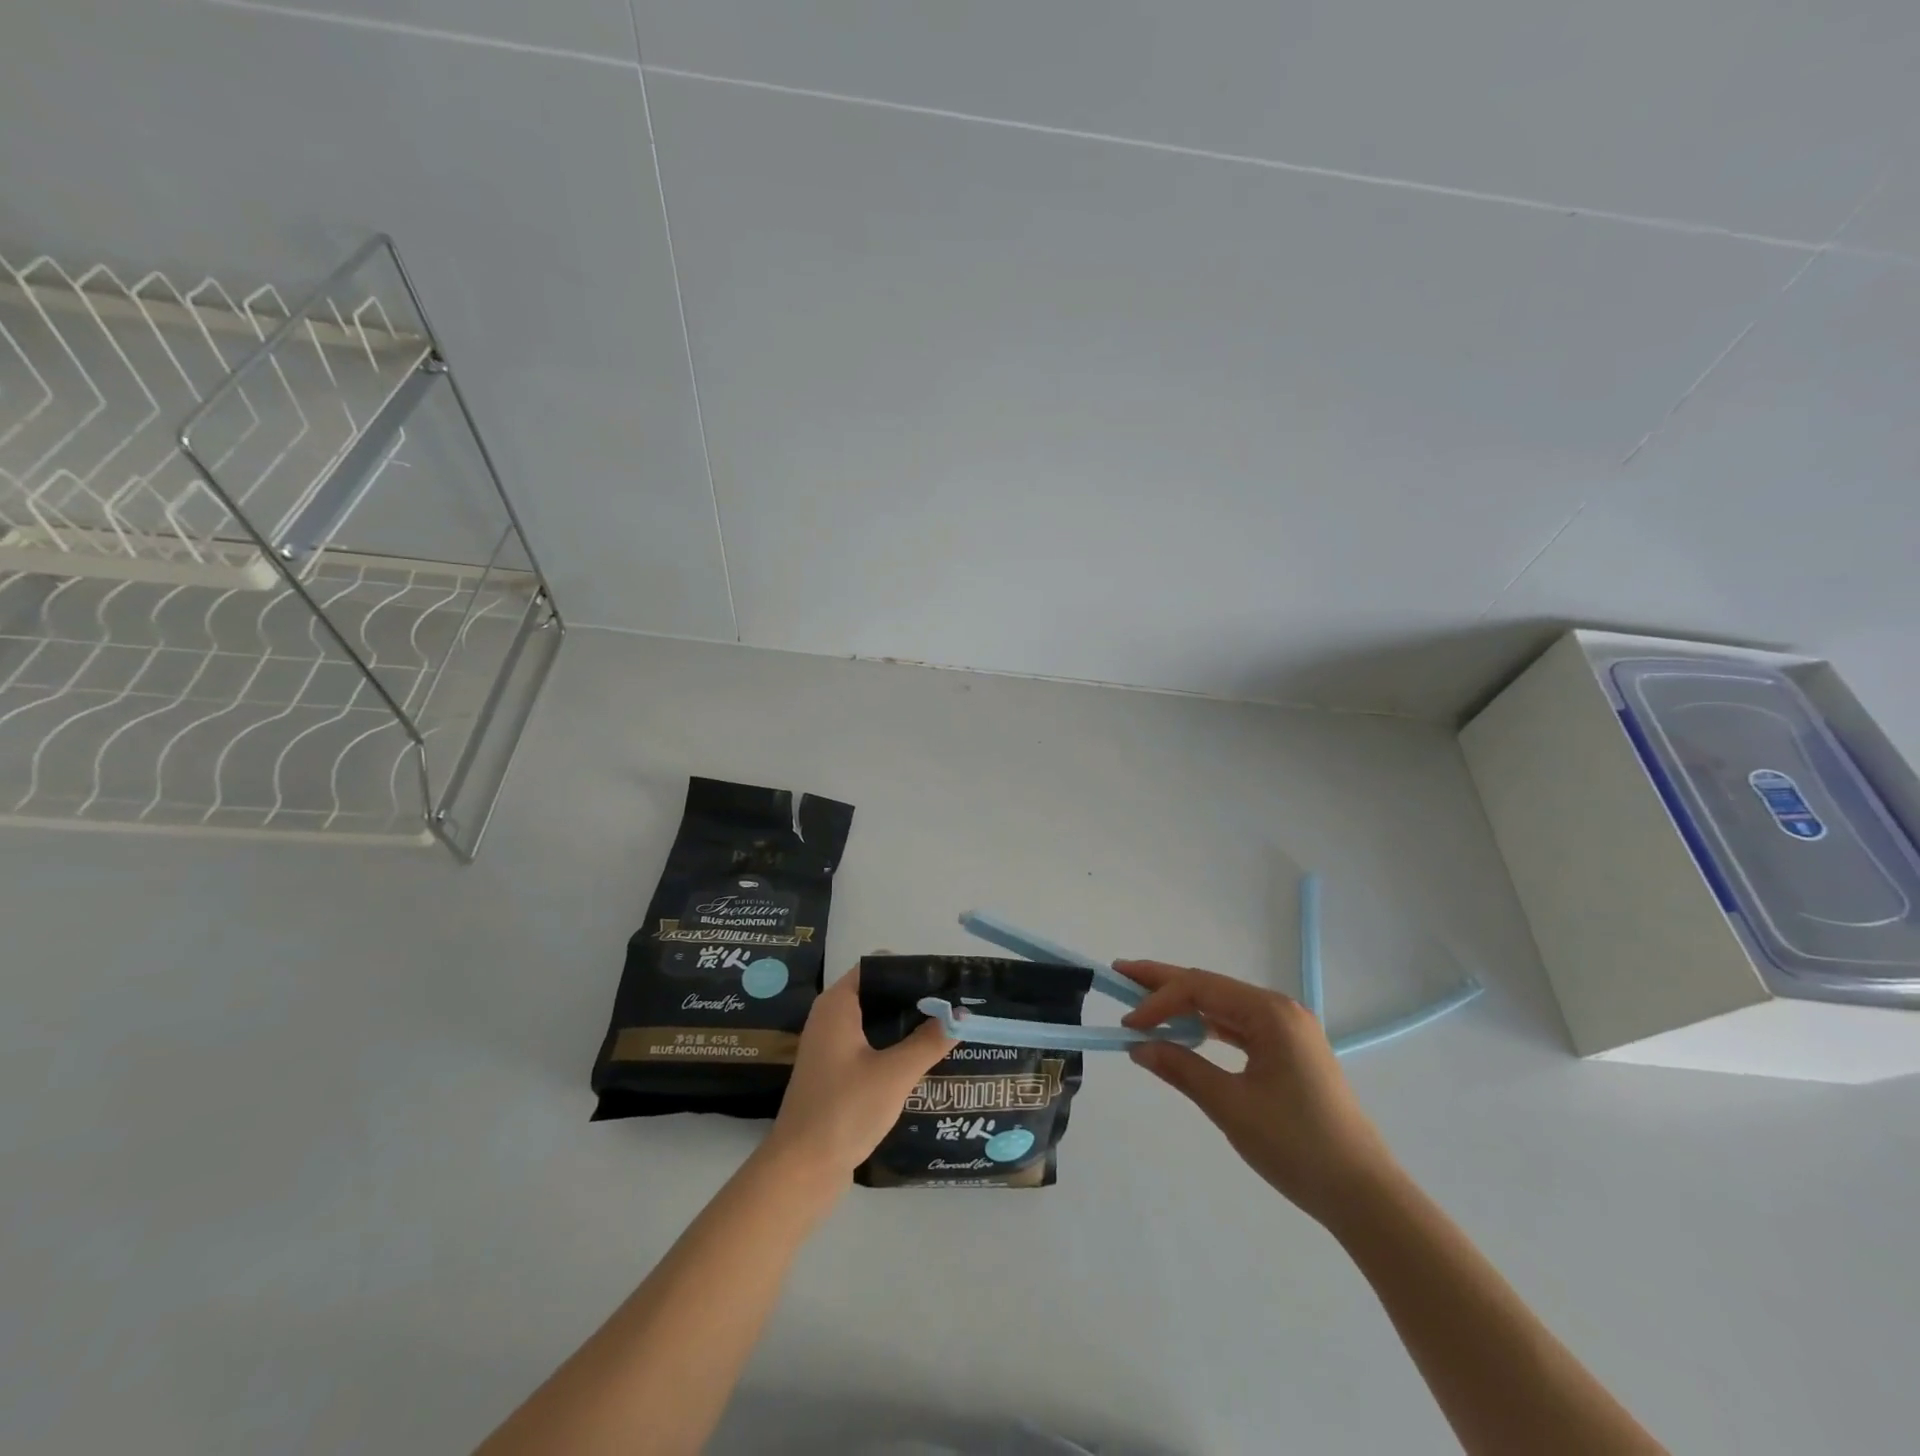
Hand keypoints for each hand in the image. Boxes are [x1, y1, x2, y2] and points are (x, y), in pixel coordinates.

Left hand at [761, 965, 954, 1185]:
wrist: (801, 1170)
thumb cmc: (845, 1110)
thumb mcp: (895, 1073)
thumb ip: (930, 1041)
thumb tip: (962, 1015)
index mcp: (837, 1005)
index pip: (876, 966)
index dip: (909, 968)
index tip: (944, 977)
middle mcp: (830, 1018)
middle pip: (877, 994)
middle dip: (913, 998)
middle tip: (953, 1004)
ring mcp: (830, 1047)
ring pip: (875, 1022)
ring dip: (905, 1024)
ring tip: (946, 1027)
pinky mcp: (835, 1073)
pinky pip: (869, 1046)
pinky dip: (893, 1046)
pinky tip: (922, 1058)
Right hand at [1118, 960, 1397, 1225]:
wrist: (1364, 1195)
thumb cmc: (1296, 1146)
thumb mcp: (1230, 1106)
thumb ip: (1181, 1069)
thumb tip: (1139, 1047)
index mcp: (1270, 1013)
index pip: (1200, 989)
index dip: (1158, 1000)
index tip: (1127, 1025)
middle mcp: (1280, 1010)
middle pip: (1211, 987)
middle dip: (1164, 983)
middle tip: (1120, 973)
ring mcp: (1288, 1031)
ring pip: (1223, 1006)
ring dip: (1184, 1005)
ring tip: (1144, 1001)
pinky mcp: (1290, 1053)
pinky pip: (1238, 1027)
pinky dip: (1207, 1027)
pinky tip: (1185, 1032)